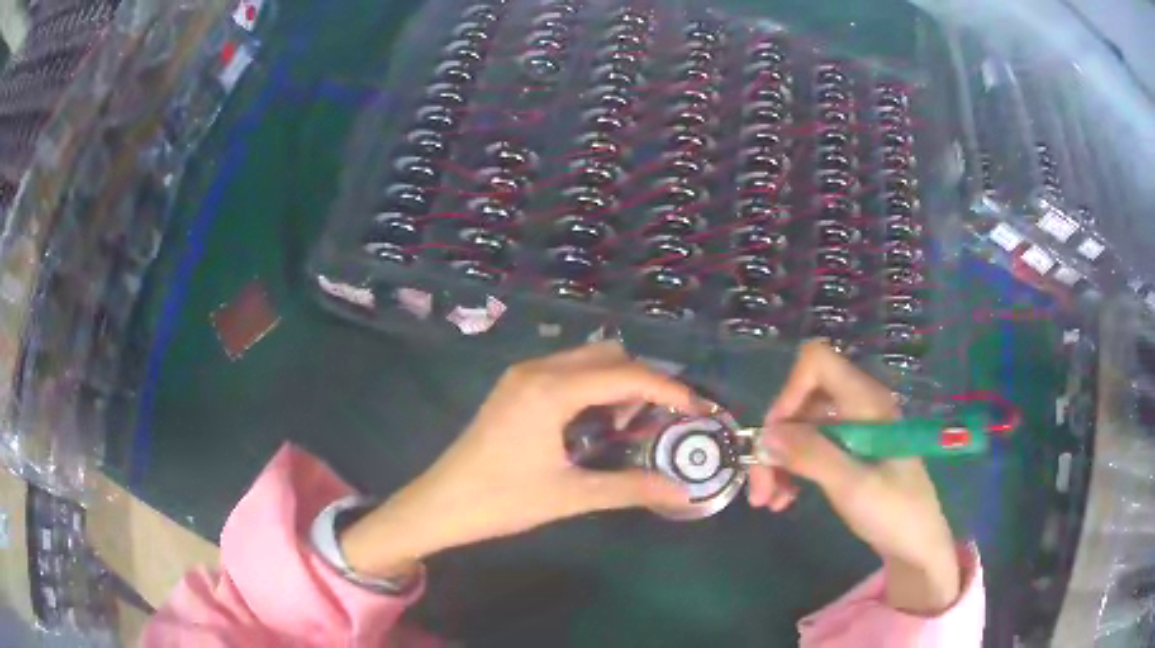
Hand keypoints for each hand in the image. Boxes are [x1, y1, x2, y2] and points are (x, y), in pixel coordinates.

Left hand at [340, 342, 702, 579]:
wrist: (441, 504)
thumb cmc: (502, 501)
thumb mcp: (569, 496)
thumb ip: (629, 488)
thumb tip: (679, 490)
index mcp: (551, 391)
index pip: (625, 375)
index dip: (668, 389)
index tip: (697, 409)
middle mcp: (537, 370)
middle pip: (608, 355)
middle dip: (643, 382)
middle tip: (662, 421)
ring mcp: (522, 375)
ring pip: (586, 360)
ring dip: (617, 383)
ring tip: (630, 427)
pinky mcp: (514, 387)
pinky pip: (566, 372)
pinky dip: (592, 388)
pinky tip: (595, 424)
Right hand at [748, 341, 961, 614]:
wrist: (917, 544)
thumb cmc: (895, 512)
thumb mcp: (853, 485)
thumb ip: (811, 455)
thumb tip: (765, 435)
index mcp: (866, 402)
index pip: (817, 363)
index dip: (789, 392)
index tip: (774, 438)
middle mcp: (857, 407)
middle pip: (802, 402)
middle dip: (775, 440)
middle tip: (759, 488)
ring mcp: (853, 430)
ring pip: (801, 429)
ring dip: (778, 460)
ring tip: (768, 501)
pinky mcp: (849, 453)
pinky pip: (810, 449)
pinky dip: (792, 470)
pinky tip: (784, 500)